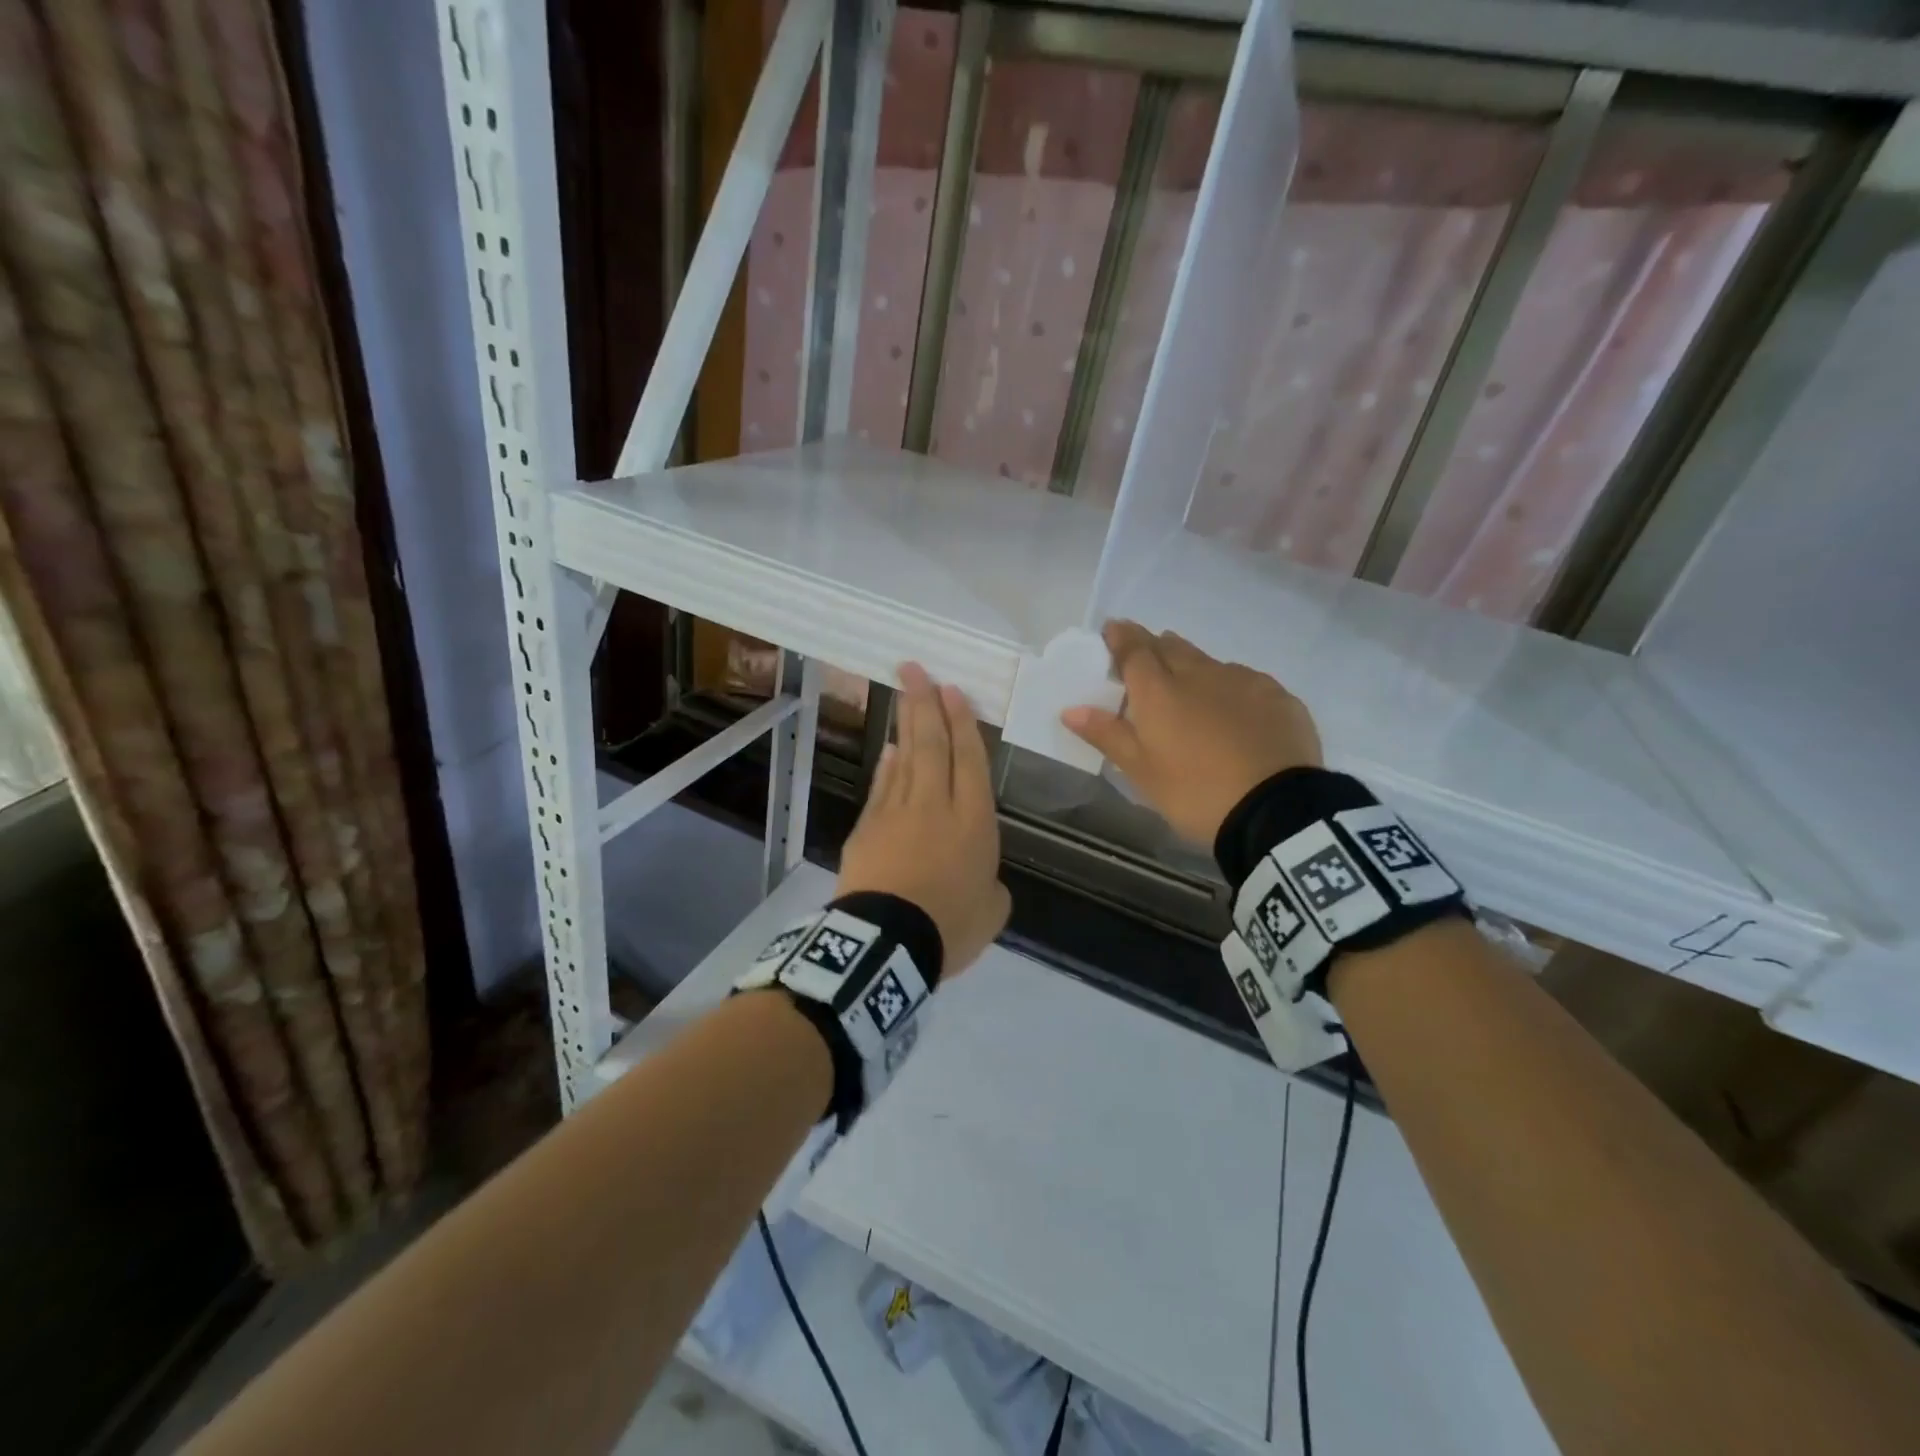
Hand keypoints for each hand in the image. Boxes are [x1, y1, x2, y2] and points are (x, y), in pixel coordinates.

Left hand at [836, 662, 1010, 979]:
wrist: (887, 944)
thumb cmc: (949, 926)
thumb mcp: (992, 910)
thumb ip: (991, 886)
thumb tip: (980, 877)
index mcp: (974, 820)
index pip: (969, 759)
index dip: (962, 722)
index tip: (952, 691)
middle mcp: (935, 805)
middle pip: (932, 744)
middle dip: (926, 703)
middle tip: (916, 669)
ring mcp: (897, 813)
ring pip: (904, 757)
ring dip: (906, 723)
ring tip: (905, 692)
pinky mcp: (868, 827)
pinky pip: (882, 786)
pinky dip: (886, 765)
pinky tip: (889, 749)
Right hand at [1060, 620, 1321, 843]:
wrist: (1276, 811)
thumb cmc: (1195, 793)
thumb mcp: (1142, 772)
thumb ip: (1107, 735)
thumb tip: (1070, 709)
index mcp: (1159, 691)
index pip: (1134, 649)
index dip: (1120, 636)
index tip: (1112, 629)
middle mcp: (1200, 673)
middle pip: (1171, 647)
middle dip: (1154, 645)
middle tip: (1145, 656)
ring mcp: (1243, 681)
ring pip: (1209, 662)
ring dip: (1192, 666)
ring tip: (1188, 686)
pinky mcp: (1278, 696)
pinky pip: (1244, 681)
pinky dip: (1229, 687)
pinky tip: (1233, 710)